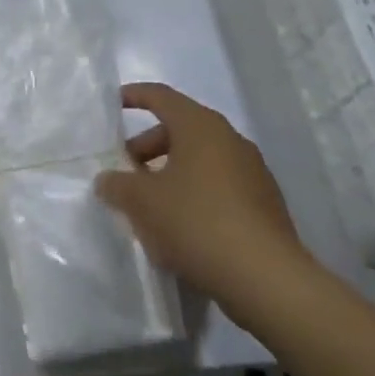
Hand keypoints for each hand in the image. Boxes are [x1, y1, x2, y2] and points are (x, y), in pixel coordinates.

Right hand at [96, 82, 308, 307]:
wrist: (266, 279)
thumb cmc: (196, 222)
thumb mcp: (141, 202)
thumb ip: (116, 184)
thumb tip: (108, 180)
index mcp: (200, 127)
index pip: (161, 97)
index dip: (134, 96)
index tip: (113, 104)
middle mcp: (230, 140)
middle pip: (180, 129)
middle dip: (147, 146)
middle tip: (125, 170)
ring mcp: (252, 172)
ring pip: (200, 159)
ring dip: (170, 172)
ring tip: (148, 202)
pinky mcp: (264, 204)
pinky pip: (218, 184)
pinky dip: (194, 193)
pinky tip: (179, 225)